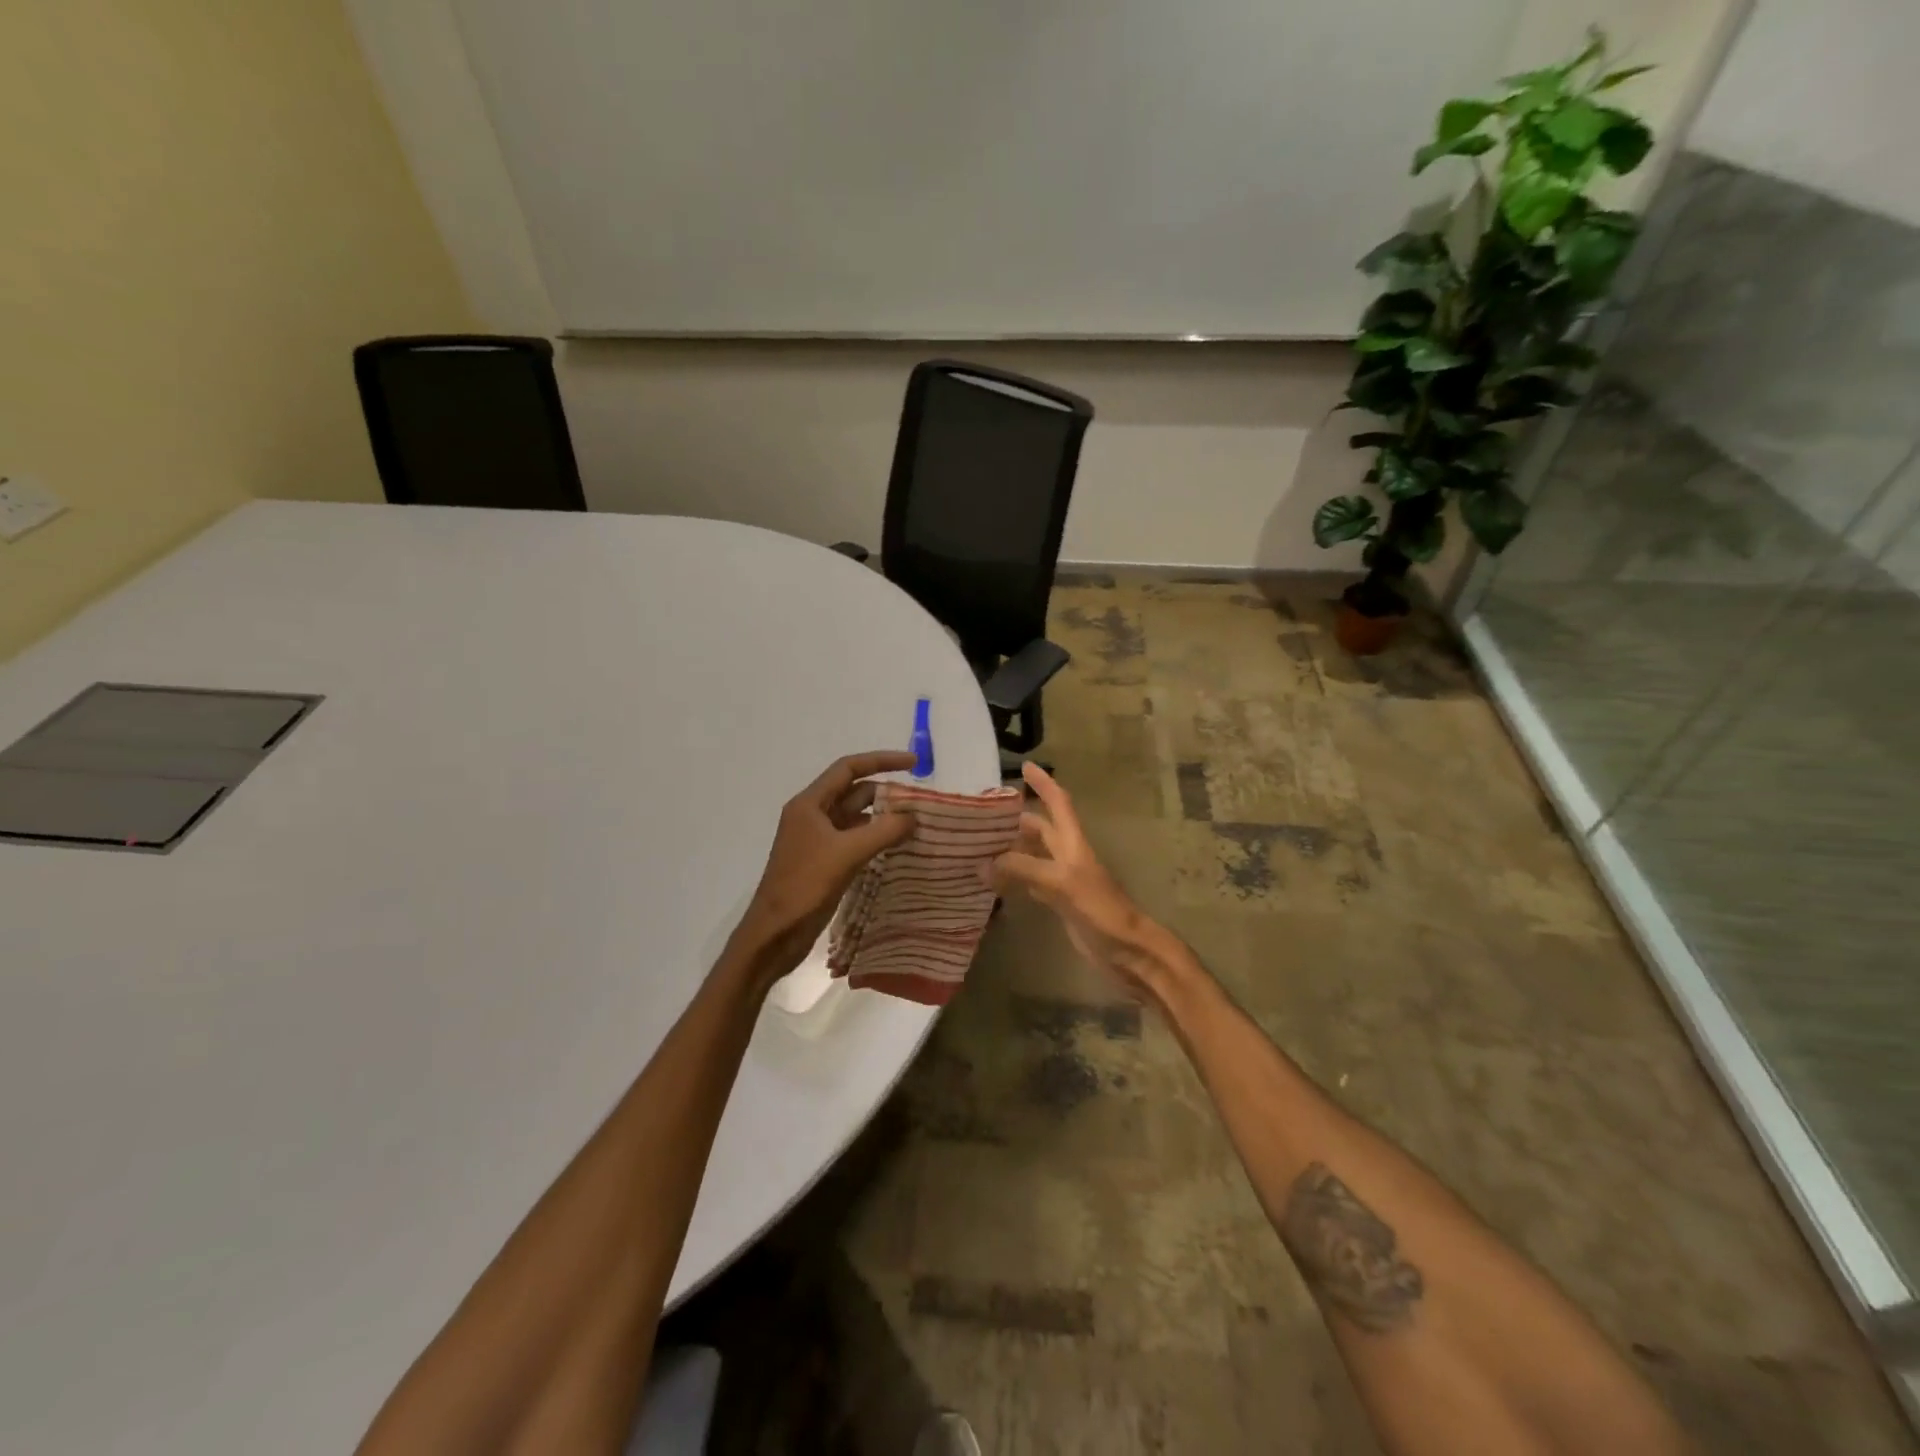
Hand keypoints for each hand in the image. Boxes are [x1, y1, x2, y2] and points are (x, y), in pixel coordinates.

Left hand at [729, 751, 917, 984]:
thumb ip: (883, 831)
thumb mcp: (847, 853)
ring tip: (917, 824)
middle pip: (854, 793)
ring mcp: (818, 840)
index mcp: (809, 804)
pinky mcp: (824, 862)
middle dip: (887, 793)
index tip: (913, 763)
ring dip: (884, 818)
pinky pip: (855, 841)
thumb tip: (913, 817)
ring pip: (857, 818)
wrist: (774, 933)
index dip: (881, 760)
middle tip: (921, 802)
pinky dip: (876, 840)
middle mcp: (813, 816)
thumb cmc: (804, 886)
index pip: (848, 768)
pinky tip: (899, 848)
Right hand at [988, 762, 1182, 998]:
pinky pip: (1031, 883)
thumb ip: (1024, 869)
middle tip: (984, 815)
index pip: (1058, 804)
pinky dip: (1014, 879)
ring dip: (1012, 849)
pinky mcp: (1060, 904)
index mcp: (1073, 843)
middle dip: (1017, 819)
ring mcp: (1064, 881)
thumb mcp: (1061, 882)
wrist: (1127, 950)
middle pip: (1042, 829)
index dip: (1044, 784)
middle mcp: (1068, 856)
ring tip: (980, 846)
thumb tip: (984, 864)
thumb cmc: (1101, 909)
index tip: (1025, 766)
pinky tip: (996, 882)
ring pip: (1034, 856)